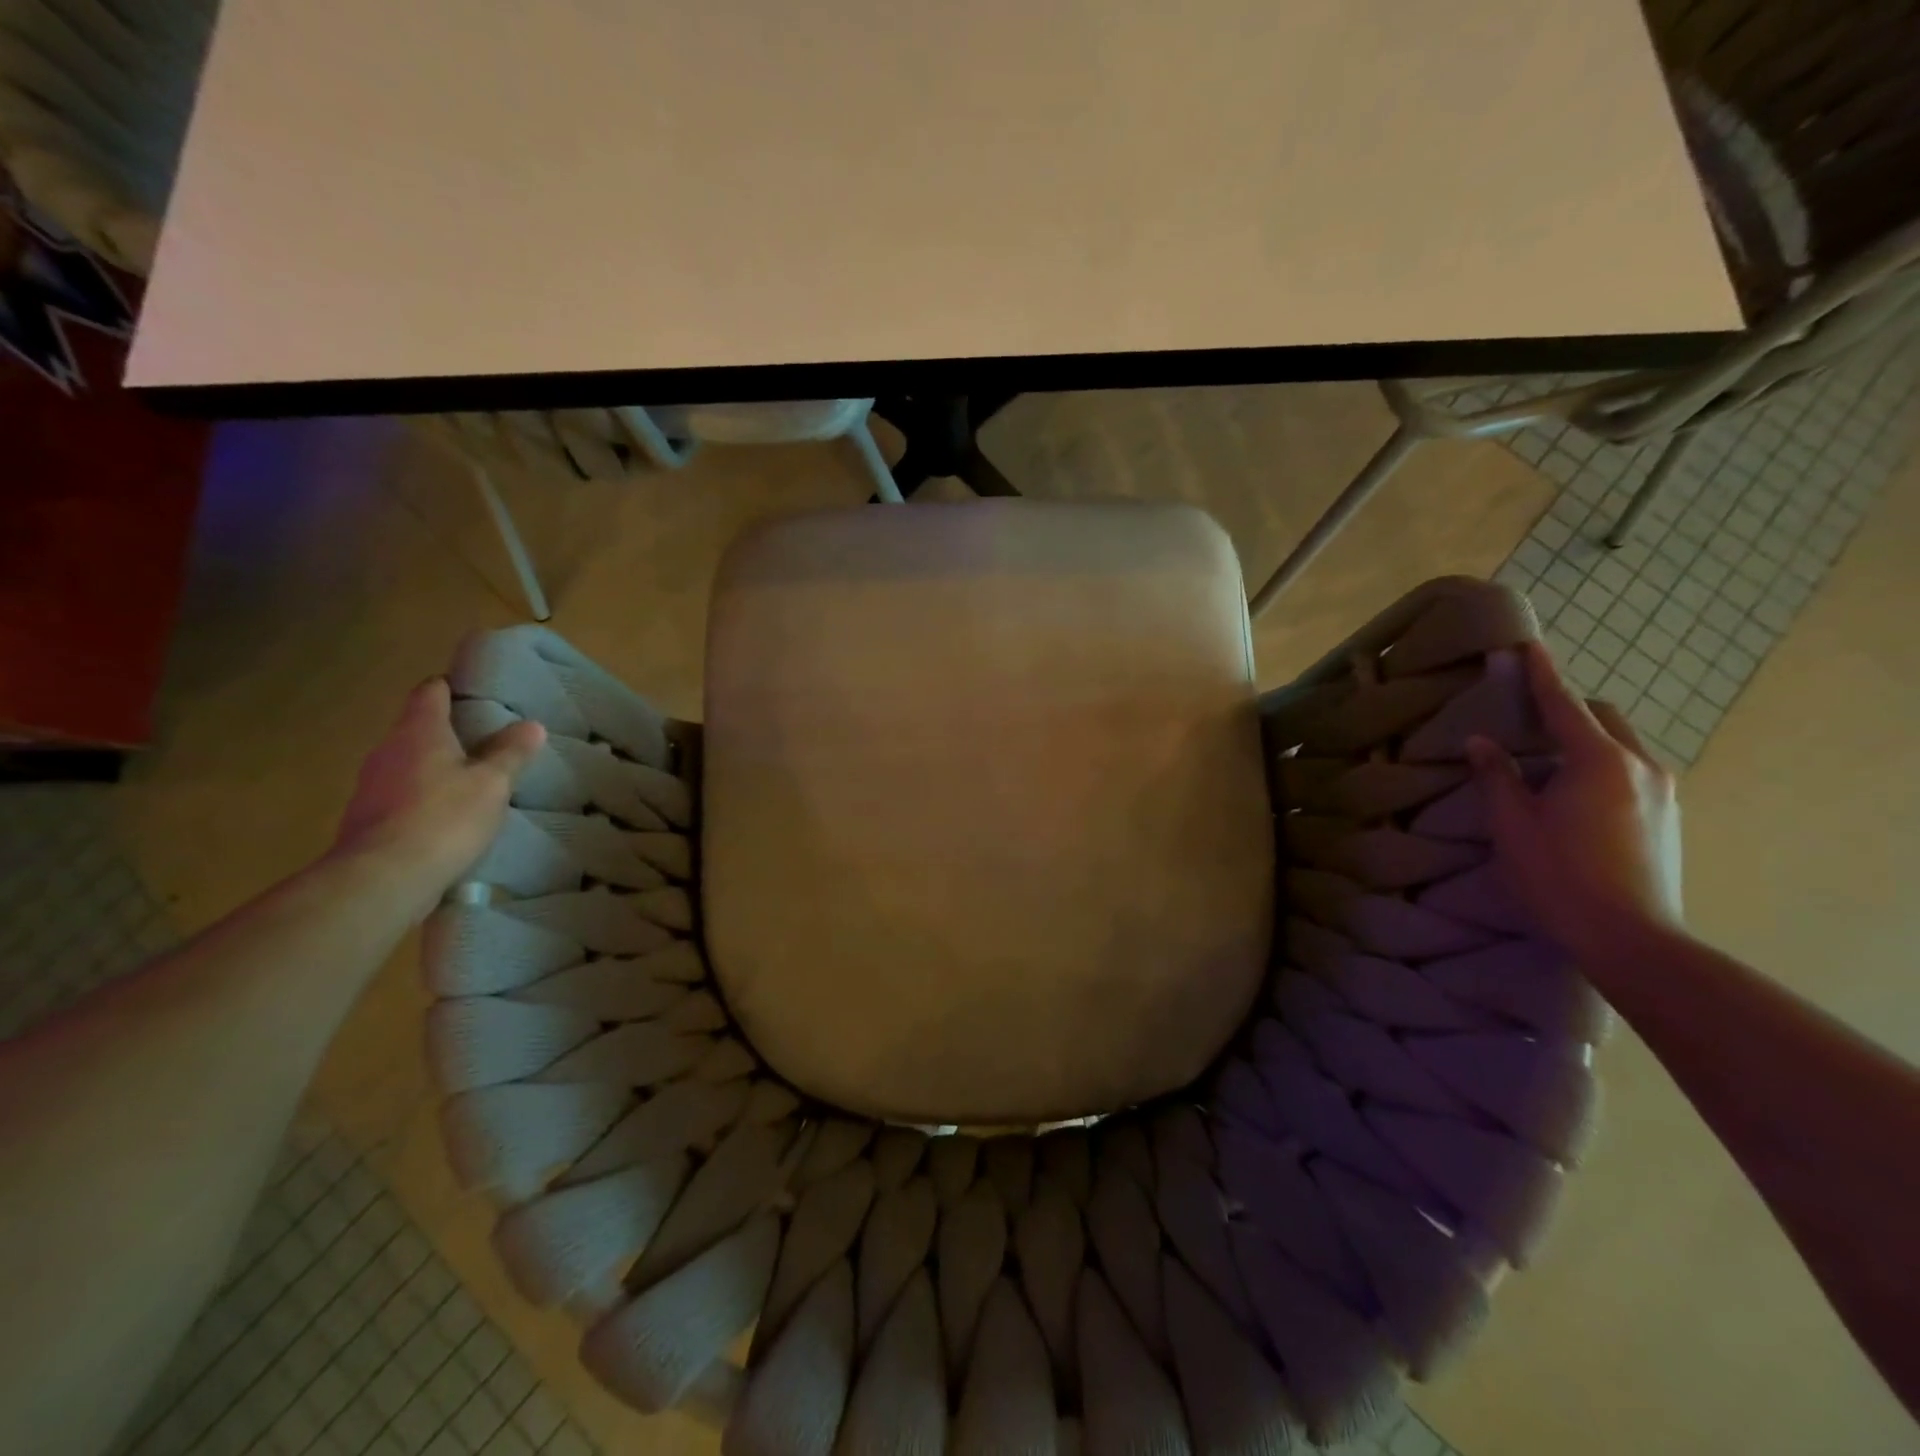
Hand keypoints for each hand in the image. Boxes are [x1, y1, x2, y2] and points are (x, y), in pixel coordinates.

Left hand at [331, 677, 545, 916]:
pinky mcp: (367, 818)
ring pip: (408, 763)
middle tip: (488, 742)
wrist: (383, 878)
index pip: (430, 691)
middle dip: (450, 732)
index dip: (452, 688)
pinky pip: (401, 795)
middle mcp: (388, 749)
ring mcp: (371, 785)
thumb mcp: (492, 784)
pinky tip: (448, 818)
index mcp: (419, 731)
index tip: (477, 695)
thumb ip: (511, 753)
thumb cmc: (444, 818)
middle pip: (418, 727)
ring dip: (436, 767)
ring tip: (473, 782)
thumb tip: (531, 725)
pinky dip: (424, 797)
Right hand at [1467, 642, 1684, 964]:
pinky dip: (1599, 764)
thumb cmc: (1560, 875)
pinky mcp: (1668, 817)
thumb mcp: (1513, 825)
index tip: (1528, 645)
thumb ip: (1497, 777)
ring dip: (1584, 739)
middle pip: (1603, 717)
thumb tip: (1481, 742)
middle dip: (1567, 707)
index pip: (1563, 704)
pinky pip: (1630, 770)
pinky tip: (1572, 793)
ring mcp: (1663, 792)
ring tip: (1546, 760)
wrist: (1633, 939)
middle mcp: (1640, 766)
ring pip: (1620, 744)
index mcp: (1598, 761)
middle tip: (1527, 716)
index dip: (1542, 674)